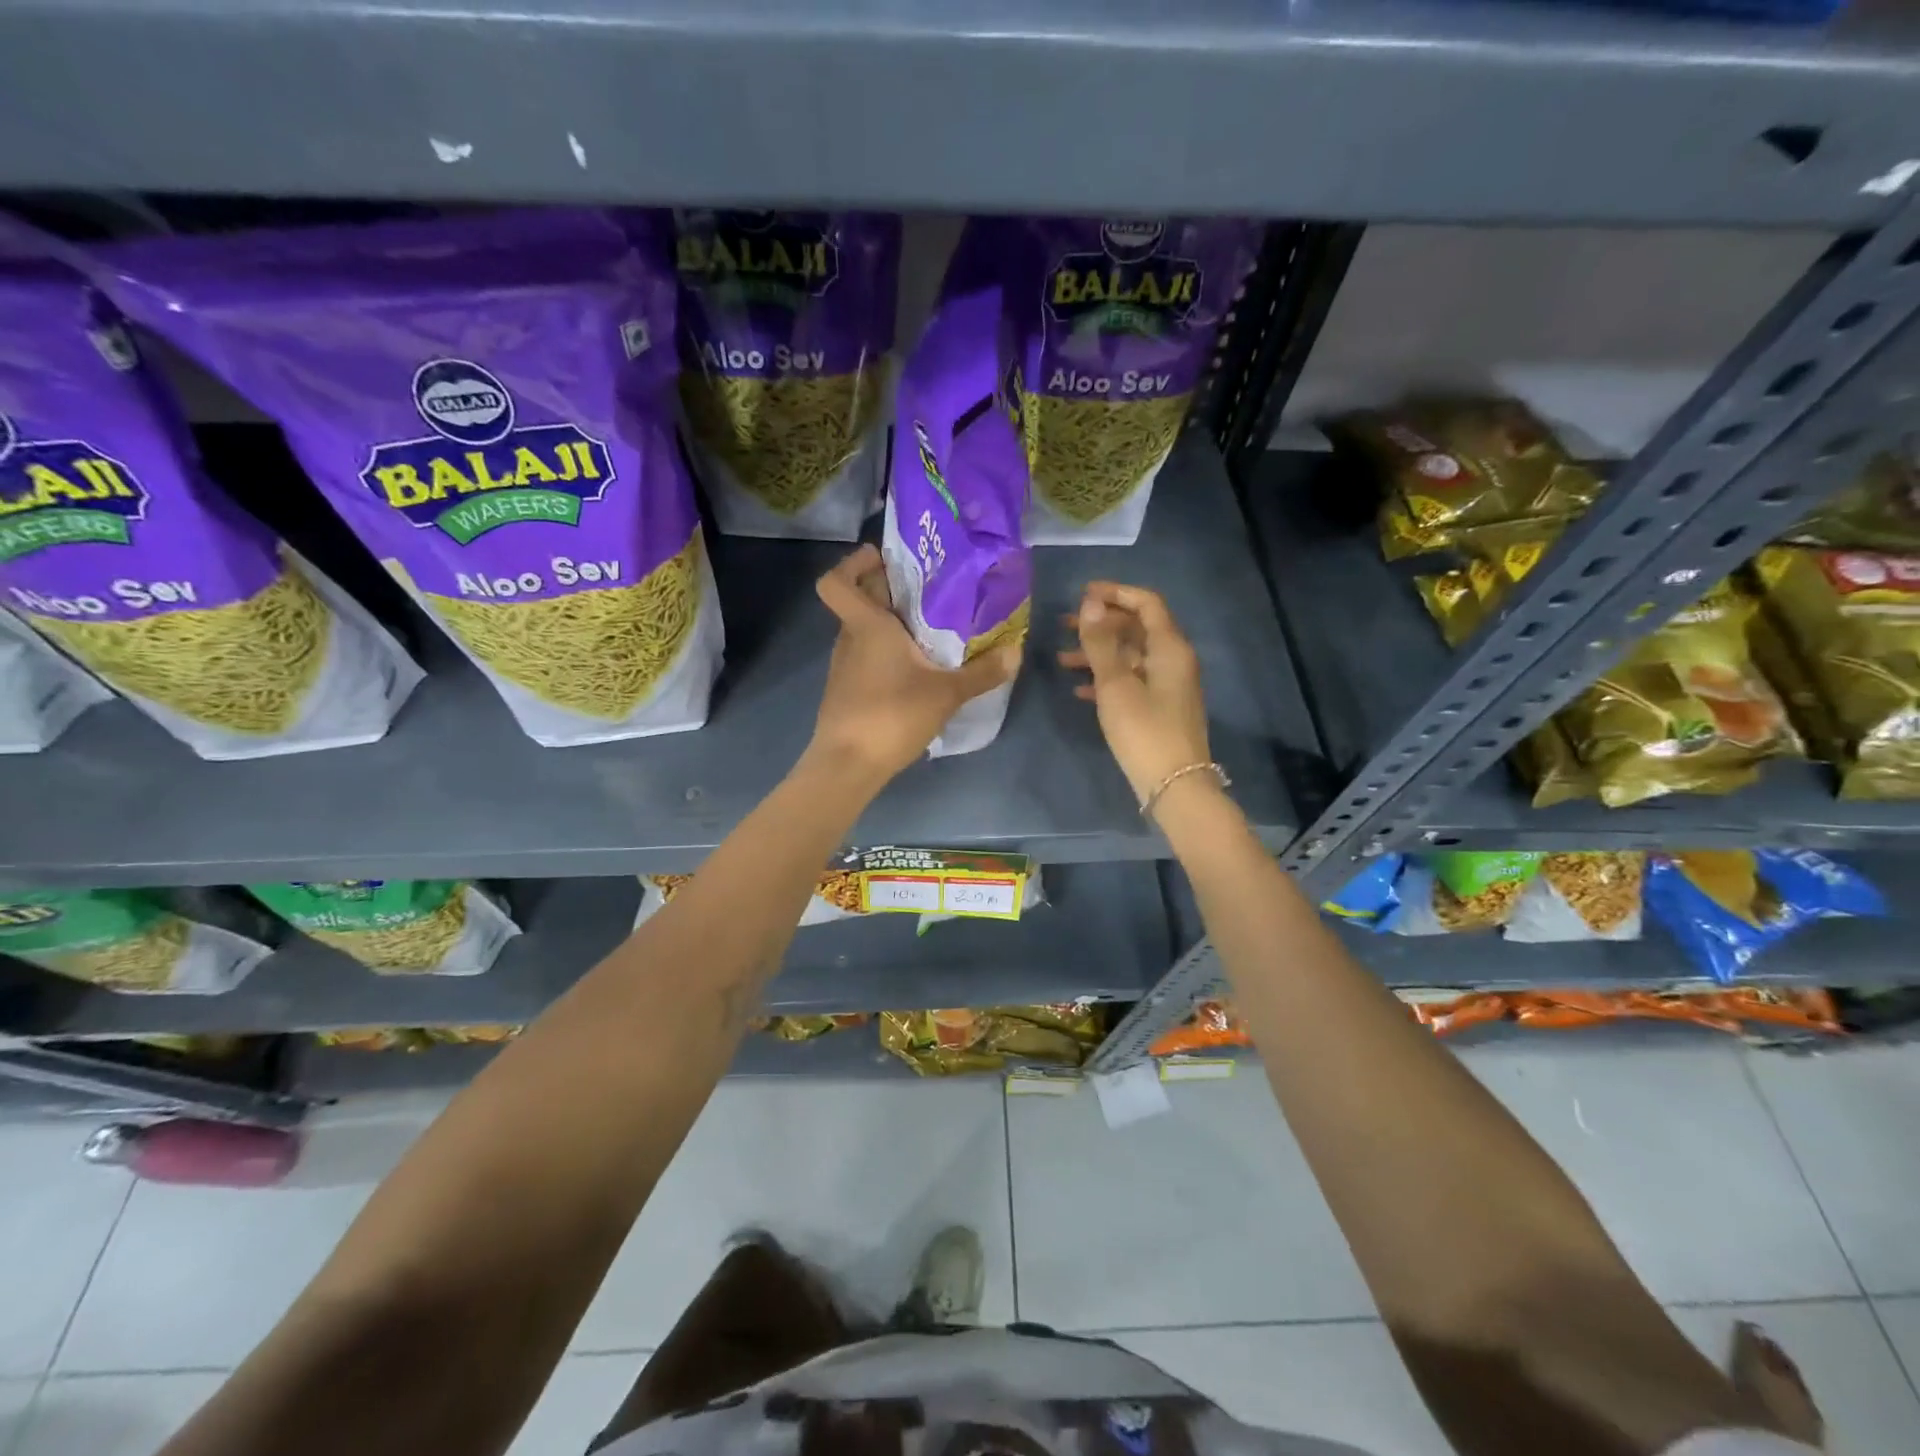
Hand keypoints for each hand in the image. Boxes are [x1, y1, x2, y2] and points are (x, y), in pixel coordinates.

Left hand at [808, 545, 1020, 784]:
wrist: (847, 765)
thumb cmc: (892, 715)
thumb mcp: (947, 693)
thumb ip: (982, 672)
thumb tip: (1016, 652)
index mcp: (866, 626)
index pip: (836, 581)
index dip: (852, 564)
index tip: (882, 560)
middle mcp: (849, 639)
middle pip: (858, 602)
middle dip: (888, 592)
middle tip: (928, 593)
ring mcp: (844, 667)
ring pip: (863, 631)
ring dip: (890, 626)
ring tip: (930, 632)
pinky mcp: (846, 692)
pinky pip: (865, 658)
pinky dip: (886, 655)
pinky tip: (914, 672)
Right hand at [1058, 582, 1211, 806]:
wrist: (1174, 785)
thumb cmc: (1143, 730)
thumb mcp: (1115, 684)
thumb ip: (1101, 642)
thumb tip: (1091, 602)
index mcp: (1169, 647)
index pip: (1147, 603)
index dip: (1116, 593)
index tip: (1083, 593)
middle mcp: (1174, 660)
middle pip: (1137, 628)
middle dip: (1101, 624)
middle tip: (1065, 625)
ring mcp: (1168, 685)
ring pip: (1131, 656)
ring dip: (1099, 653)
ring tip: (1062, 659)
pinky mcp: (1160, 708)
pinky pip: (1132, 681)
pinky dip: (1107, 678)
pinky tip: (1079, 689)